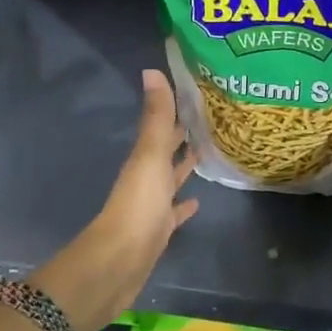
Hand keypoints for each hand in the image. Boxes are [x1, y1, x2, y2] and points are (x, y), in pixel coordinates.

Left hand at [30, 69, 198, 330]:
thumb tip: (152, 70)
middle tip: (210, 119)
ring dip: (185, 166)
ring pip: (171, 178)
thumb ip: (156, 117)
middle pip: (167, 150)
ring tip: (207, 152)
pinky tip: (197, 201)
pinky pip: (174, 212)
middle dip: (183, 135)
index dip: (177, 110)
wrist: (120, 261)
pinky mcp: (159, 230)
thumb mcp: (150, 155)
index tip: (199, 94)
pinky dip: (184, 204)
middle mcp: (146, 177)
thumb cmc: (139, 204)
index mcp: (144, 157)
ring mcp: (152, 204)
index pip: (163, 126)